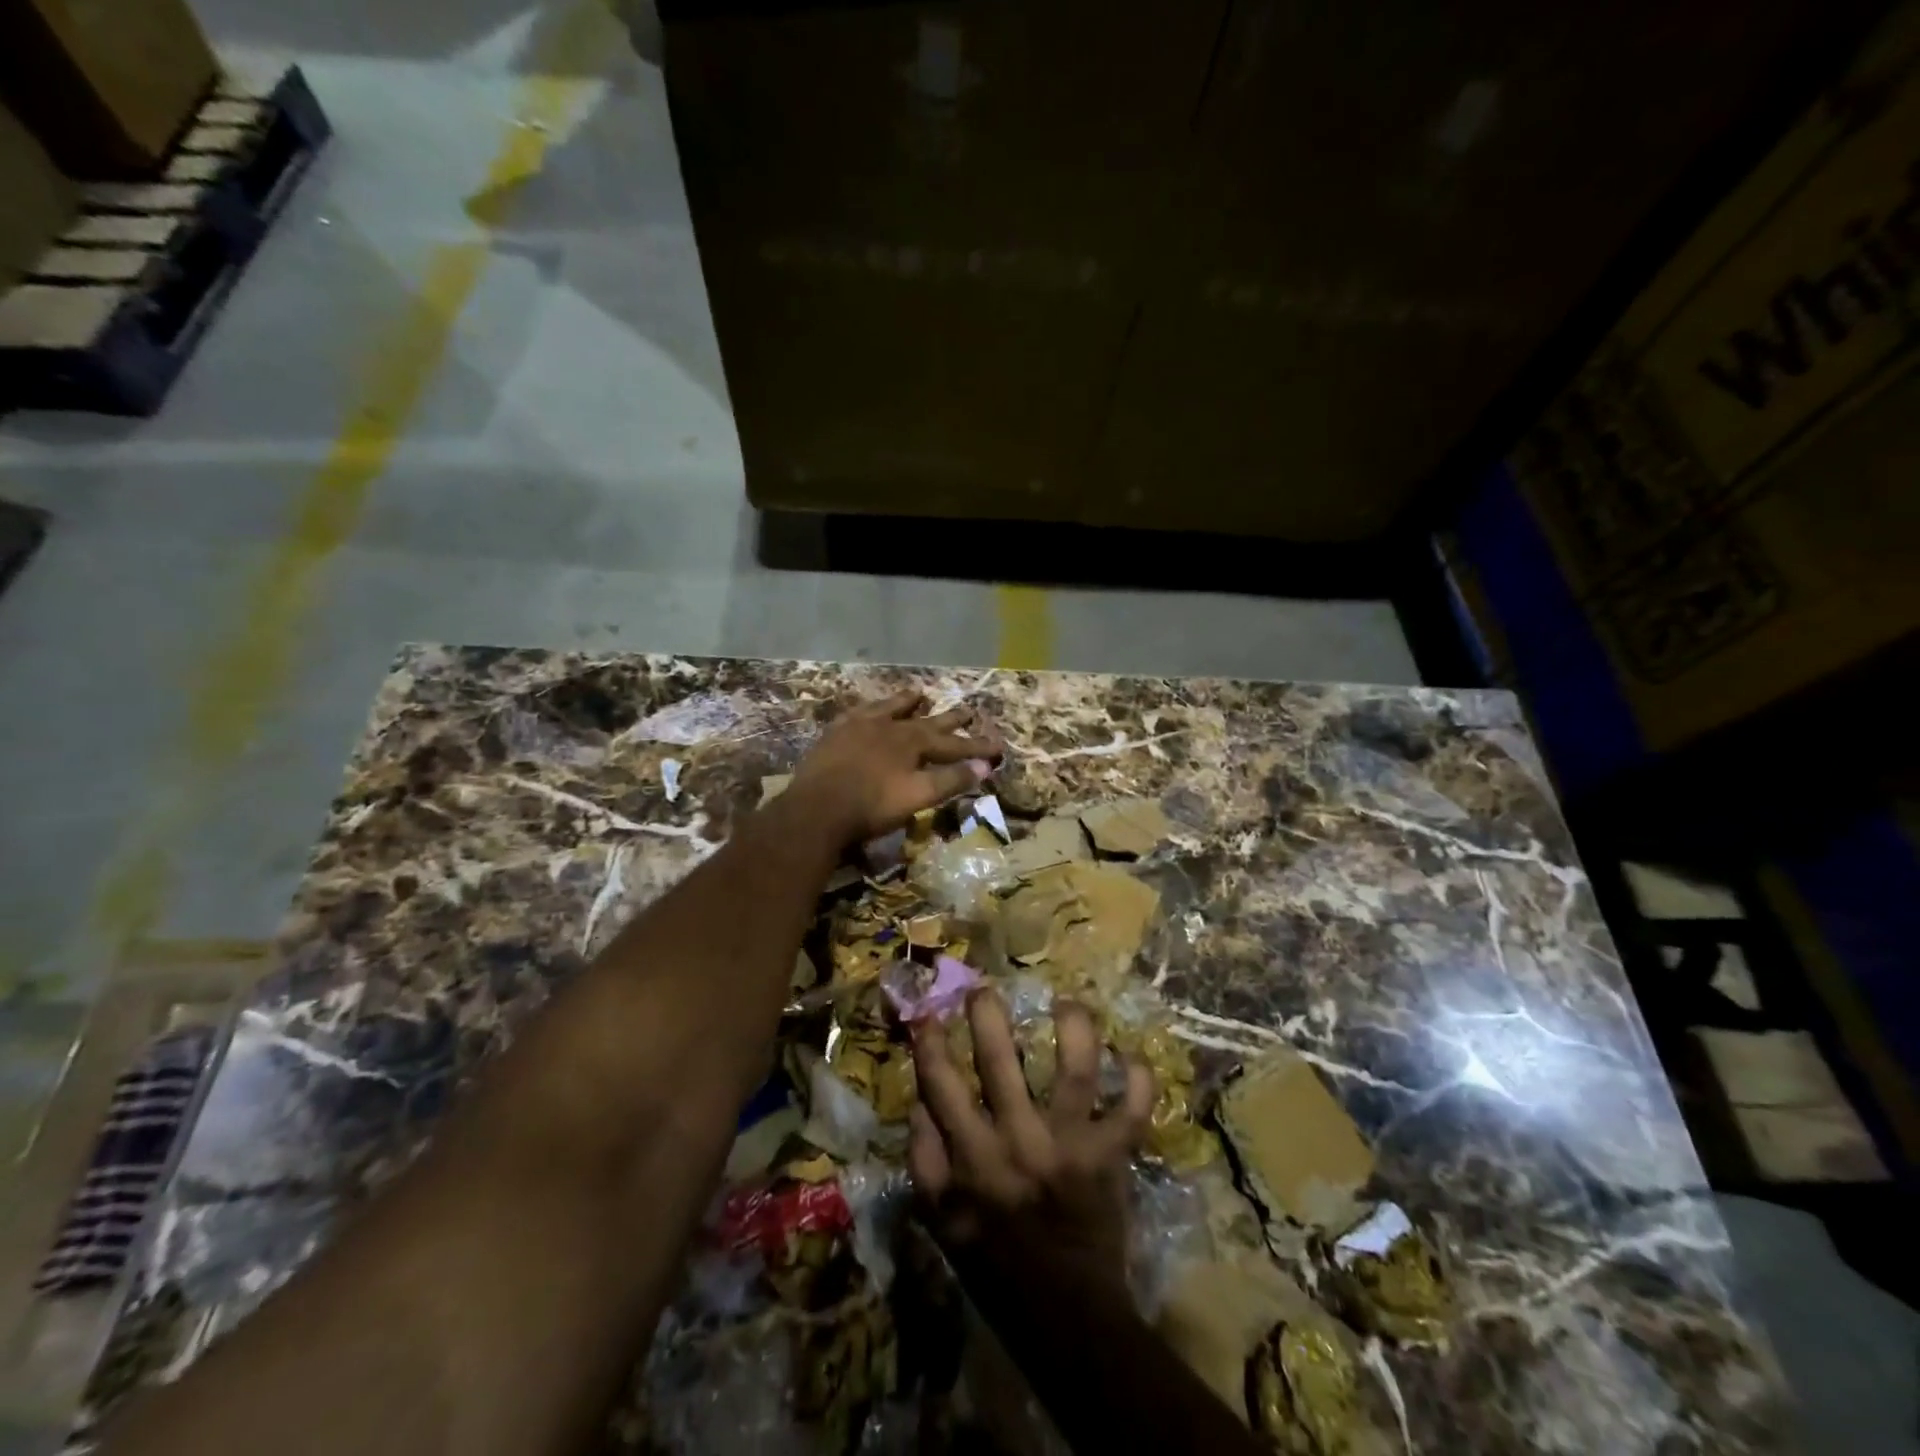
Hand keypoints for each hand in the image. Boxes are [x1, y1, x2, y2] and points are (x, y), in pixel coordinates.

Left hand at [786, 690, 1003, 846]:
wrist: (817, 808)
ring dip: (907, 702)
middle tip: (968, 711)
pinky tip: (868, 710)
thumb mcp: (918, 796)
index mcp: (912, 742)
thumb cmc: (872, 806)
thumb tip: (986, 766)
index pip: (953, 743)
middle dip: (949, 719)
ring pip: (889, 708)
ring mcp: (859, 726)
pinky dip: (869, 710)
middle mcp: (889, 726)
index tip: (999, 746)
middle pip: (925, 720)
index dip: (976, 746)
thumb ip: (951, 779)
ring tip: (919, 693)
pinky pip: (857, 713)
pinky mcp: (835, 734)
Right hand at [908, 990, 1153, 1283]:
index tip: (929, 1014)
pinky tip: (1133, 1056)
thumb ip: (925, 1160)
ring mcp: (1070, 1146)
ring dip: (1073, 1029)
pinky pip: (1133, 1110)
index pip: (941, 1085)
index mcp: (973, 1157)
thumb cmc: (996, 1263)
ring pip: (1075, 1071)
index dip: (931, 1044)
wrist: (1065, 1314)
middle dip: (988, 1016)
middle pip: (1000, 1063)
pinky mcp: (1111, 1157)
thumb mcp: (940, 1221)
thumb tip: (920, 1102)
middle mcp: (1019, 1142)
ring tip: (1066, 1003)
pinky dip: (1139, 1081)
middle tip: (984, 989)